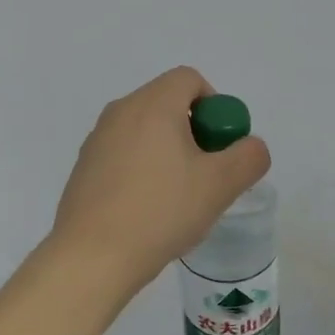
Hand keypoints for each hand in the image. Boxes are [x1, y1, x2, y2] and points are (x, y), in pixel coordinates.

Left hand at [48, 67, 270, 297]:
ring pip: (145, 129)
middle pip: (167, 102)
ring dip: (168, 150)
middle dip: (193, 130)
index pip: (189, 79)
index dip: (214, 104)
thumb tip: (250, 146)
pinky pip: (123, 152)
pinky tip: (148, 209)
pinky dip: (142, 167)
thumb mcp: (220, 185)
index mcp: (153, 104)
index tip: (220, 144)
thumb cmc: (160, 211)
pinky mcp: (84, 166)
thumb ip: (248, 157)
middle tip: (205, 172)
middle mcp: (121, 111)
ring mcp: (97, 138)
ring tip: (177, 196)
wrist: (92, 256)